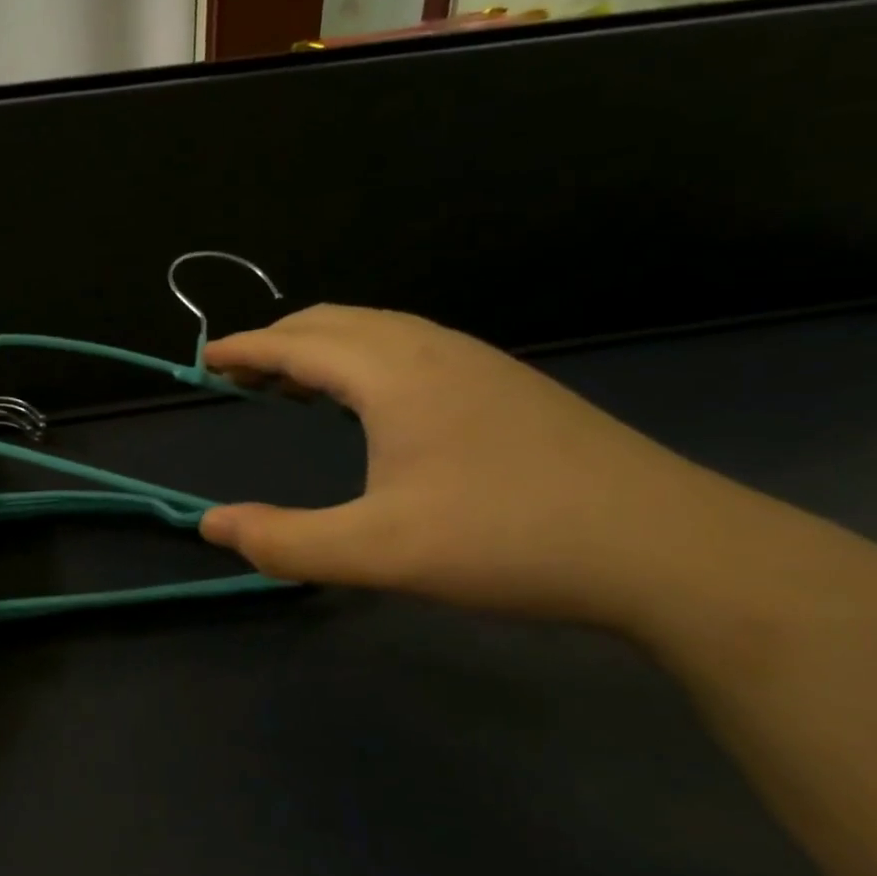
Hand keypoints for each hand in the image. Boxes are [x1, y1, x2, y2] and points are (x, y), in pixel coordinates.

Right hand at [198, 304, 764, 630]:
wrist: (672, 551)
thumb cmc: (510, 541)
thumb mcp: (380, 553)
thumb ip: (285, 542)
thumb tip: (211, 526)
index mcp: (394, 374)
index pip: (297, 344)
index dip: (244, 349)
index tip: (204, 359)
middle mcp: (433, 350)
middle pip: (334, 322)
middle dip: (278, 341)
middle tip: (240, 374)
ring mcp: (479, 363)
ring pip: (377, 330)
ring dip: (322, 347)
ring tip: (294, 385)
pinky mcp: (508, 386)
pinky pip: (411, 347)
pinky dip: (364, 357)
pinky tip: (371, 402)